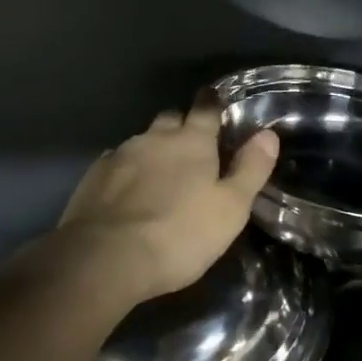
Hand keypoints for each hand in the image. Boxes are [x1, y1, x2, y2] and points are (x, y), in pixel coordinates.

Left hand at [58, 104, 279, 303]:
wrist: (104, 259)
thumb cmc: (179, 234)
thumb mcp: (231, 208)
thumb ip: (251, 168)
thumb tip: (268, 134)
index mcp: (192, 141)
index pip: (206, 108)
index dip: (213, 103)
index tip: (215, 100)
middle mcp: (154, 138)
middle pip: (170, 118)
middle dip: (182, 125)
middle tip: (192, 144)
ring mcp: (120, 155)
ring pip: (142, 140)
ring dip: (153, 149)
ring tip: (160, 172)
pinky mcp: (93, 177)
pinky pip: (116, 162)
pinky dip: (127, 170)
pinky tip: (128, 190)